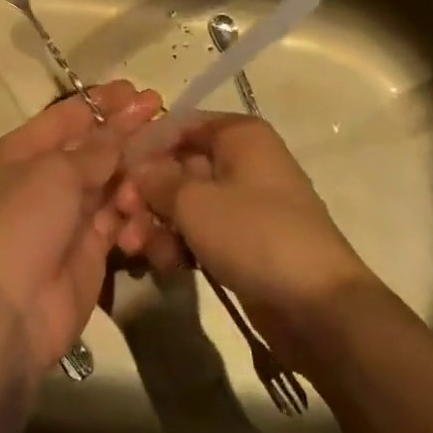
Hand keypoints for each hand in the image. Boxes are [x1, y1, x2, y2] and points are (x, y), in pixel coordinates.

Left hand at [0, 81, 162, 374]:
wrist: (12, 309)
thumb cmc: (25, 223)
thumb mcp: (57, 173)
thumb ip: (97, 148)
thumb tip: (123, 125)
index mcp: (22, 151)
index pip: (68, 116)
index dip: (103, 102)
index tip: (140, 91)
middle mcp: (43, 178)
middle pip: (93, 148)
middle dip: (127, 135)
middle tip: (165, 118)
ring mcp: (67, 214)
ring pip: (110, 183)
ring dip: (132, 178)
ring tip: (155, 174)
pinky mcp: (90, 247)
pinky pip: (118, 219)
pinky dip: (132, 215)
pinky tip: (142, 217)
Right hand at [123, 114, 371, 365]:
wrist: (318, 307)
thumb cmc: (254, 234)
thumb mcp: (195, 202)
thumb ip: (157, 179)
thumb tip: (137, 169)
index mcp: (239, 136)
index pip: (179, 125)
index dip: (144, 147)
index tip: (114, 173)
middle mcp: (243, 161)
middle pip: (179, 166)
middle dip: (146, 194)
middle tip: (120, 220)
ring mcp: (245, 204)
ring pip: (186, 203)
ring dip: (157, 224)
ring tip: (137, 250)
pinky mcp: (244, 241)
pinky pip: (201, 231)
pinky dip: (180, 243)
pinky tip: (164, 265)